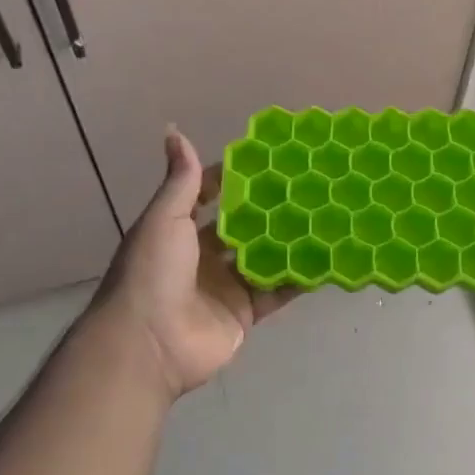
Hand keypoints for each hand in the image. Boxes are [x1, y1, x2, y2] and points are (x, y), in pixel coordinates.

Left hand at [93, 127, 298, 400]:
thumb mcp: (165, 218)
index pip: (212, 198)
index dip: (236, 180)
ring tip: (324, 216)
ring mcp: (225, 287)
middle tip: (308, 186)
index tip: (270, 161)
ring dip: (289, 242)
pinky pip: (275, 292)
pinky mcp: (244, 314)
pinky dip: (297, 278)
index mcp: (179, 231)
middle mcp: (203, 257)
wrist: (149, 344)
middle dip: (270, 210)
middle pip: (243, 228)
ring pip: (263, 258)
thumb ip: (182, 180)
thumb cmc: (153, 272)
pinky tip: (325, 259)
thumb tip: (173, 130)